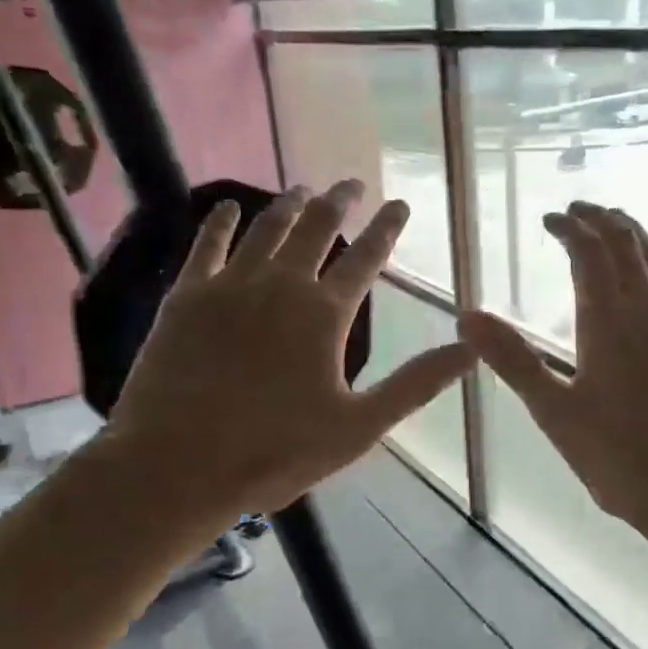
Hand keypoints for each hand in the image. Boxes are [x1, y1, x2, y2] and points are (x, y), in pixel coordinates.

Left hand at [103, 180, 470, 528]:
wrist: (177, 464)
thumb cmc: (275, 451)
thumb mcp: (359, 427)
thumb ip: (415, 384)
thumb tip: (470, 349)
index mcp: (325, 315)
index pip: (366, 258)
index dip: (386, 228)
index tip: (400, 204)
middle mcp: (281, 285)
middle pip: (317, 229)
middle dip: (339, 202)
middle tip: (351, 184)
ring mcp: (229, 286)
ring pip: (267, 229)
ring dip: (289, 204)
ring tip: (303, 188)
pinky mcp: (186, 297)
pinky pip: (206, 245)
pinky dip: (220, 222)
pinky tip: (226, 207)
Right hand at [460, 203, 647, 549]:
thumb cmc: (621, 460)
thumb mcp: (555, 413)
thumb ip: (513, 360)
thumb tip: (468, 316)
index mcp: (613, 322)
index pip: (592, 252)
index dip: (572, 227)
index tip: (553, 219)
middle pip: (631, 244)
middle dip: (604, 220)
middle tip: (580, 211)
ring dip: (632, 239)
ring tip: (613, 231)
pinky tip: (643, 296)